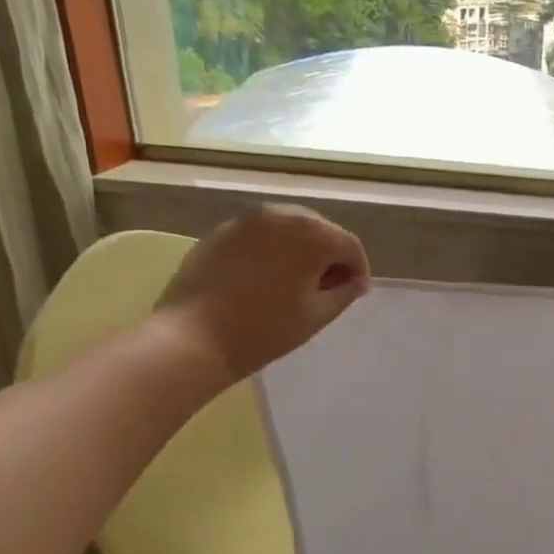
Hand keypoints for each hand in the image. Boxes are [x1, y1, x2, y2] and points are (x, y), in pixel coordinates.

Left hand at [156, 205, 370, 385]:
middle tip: (328, 290)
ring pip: (289, 231)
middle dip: (329, 257)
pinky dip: (273, 252)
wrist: (194, 337)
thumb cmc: (266, 329)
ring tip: (297, 285)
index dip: (358, 270)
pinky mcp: (222, 231)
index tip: (355, 294)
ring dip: (301, 252)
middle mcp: (281, 215)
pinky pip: (261, 236)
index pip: (349, 246)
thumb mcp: (318, 314)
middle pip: (320, 231)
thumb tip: (355, 280)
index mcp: (311, 233)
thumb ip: (345, 292)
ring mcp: (247, 220)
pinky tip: (266, 280)